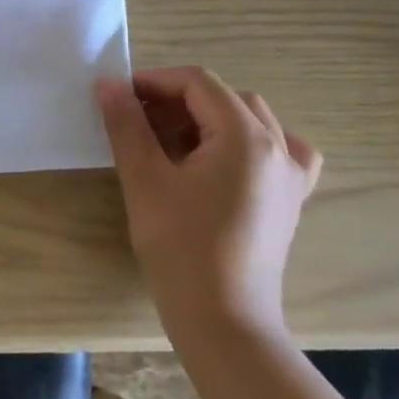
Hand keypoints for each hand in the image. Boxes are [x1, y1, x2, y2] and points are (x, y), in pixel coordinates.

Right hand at [95, 67, 321, 348]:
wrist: (222, 318)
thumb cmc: (179, 245)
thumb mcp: (144, 179)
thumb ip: (126, 125)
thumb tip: (107, 85)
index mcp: (245, 136)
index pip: (198, 83)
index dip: (154, 81)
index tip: (118, 98)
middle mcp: (278, 147)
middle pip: (224, 98)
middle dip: (176, 100)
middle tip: (136, 121)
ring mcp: (291, 176)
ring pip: (251, 121)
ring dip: (207, 118)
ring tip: (170, 141)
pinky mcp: (289, 201)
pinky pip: (278, 151)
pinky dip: (249, 142)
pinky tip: (226, 158)